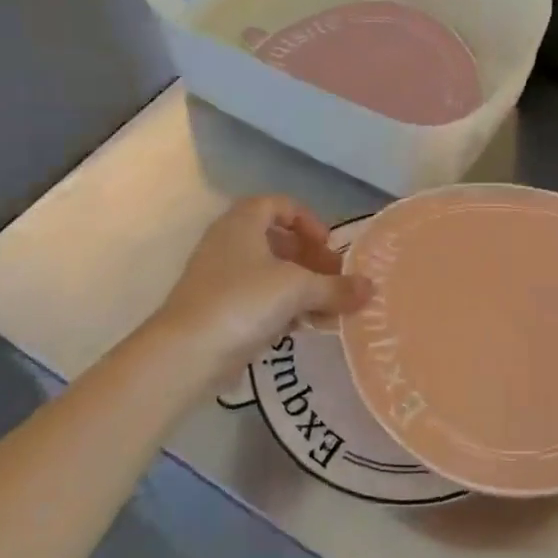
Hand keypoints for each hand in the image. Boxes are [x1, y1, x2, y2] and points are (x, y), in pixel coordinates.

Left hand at [154, 196, 370, 383]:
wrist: (186, 352)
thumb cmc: (244, 302)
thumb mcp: (298, 289)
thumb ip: (337, 287)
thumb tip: (371, 288)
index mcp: (243, 221)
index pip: (281, 204)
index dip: (309, 221)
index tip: (329, 246)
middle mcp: (229, 241)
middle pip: (277, 240)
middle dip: (310, 259)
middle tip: (333, 279)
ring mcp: (220, 276)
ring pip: (269, 272)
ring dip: (301, 287)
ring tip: (326, 310)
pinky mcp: (218, 308)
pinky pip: (258, 298)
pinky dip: (283, 307)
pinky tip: (303, 328)